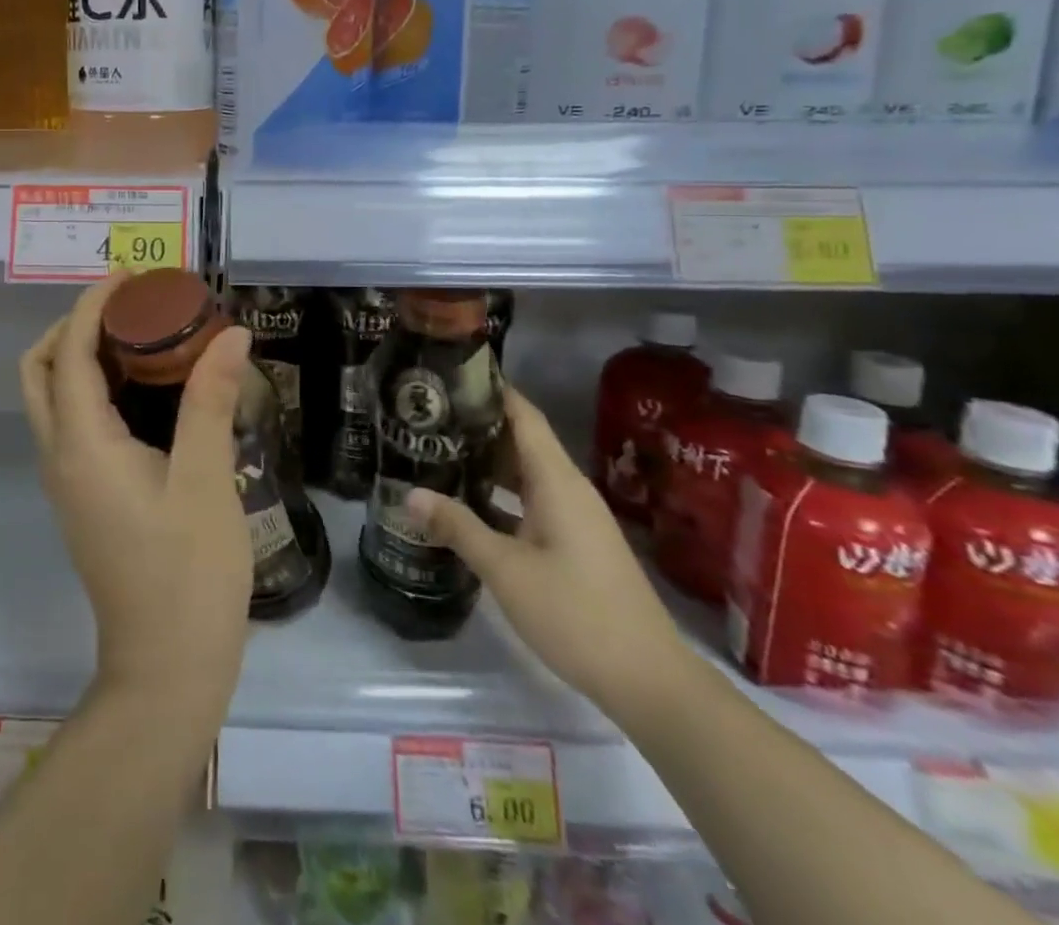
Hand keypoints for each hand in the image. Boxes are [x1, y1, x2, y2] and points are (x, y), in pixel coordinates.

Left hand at [20, 276, 253, 711]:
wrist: (167, 668)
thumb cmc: (189, 573)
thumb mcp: (206, 478)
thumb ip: (211, 400)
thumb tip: (231, 333)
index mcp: (81, 445)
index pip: (71, 353)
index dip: (94, 306)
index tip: (132, 277)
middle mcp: (60, 456)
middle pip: (42, 370)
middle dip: (76, 326)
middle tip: (130, 307)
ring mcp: (68, 481)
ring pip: (53, 397)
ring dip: (84, 355)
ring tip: (142, 336)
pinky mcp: (84, 498)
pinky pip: (73, 423)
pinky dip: (95, 389)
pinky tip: (147, 391)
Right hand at [407, 385, 693, 727]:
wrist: (650, 682)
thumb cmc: (576, 613)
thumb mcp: (506, 569)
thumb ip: (457, 526)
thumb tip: (408, 494)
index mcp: (557, 481)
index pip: (524, 415)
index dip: (491, 390)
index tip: (448, 375)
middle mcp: (569, 489)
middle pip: (521, 440)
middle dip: (477, 425)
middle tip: (426, 417)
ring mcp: (575, 518)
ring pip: (526, 474)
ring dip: (486, 463)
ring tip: (437, 452)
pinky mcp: (576, 543)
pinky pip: (532, 501)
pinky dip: (500, 494)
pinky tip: (468, 504)